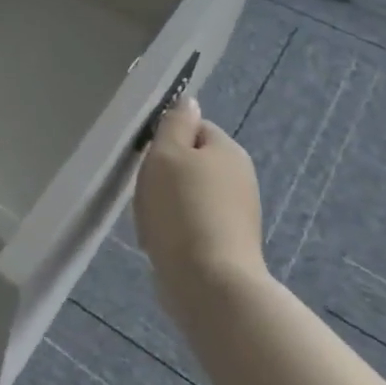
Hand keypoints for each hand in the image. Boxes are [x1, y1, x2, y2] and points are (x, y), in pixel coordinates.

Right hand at [132, 96, 265, 327]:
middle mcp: (240, 178)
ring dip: (166, 204)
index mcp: (229, 150)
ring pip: (188, 195)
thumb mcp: (167, 154)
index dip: (166, 138)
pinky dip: (174, 229)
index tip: (148, 157)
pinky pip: (192, 224)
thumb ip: (175, 123)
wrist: (208, 283)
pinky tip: (160, 241)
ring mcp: (236, 214)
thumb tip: (187, 101)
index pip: (194, 127)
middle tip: (145, 189)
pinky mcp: (226, 244)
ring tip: (150, 220)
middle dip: (164, 174)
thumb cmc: (182, 208)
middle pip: (191, 162)